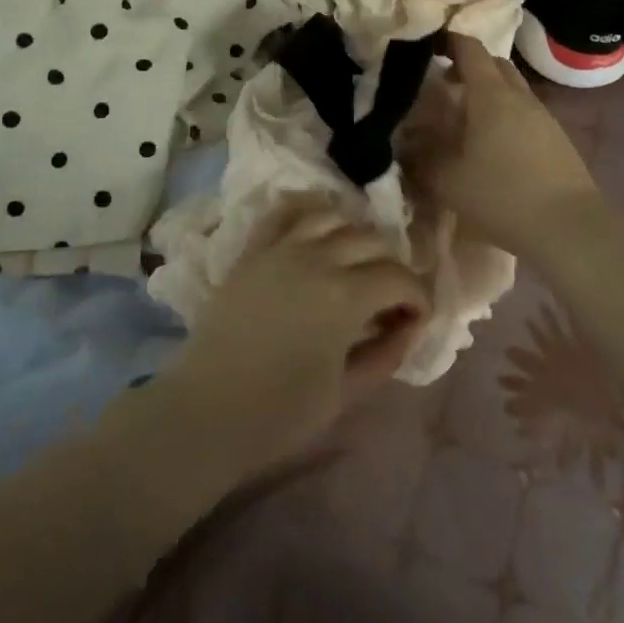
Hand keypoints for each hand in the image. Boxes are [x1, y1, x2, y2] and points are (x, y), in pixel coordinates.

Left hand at [158, 200, 428, 476]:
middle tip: (388, 299)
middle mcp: (318, 258)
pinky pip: (285, 211)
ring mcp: (281, 248)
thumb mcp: (347, 393)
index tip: (415, 320)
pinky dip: (308, 210)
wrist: (206, 412)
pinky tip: (319, 226)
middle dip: (391, 267)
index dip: (418, 298)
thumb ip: (386, 354)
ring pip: (333, 217)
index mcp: (346, 295)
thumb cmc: (280, 413)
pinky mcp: (253, 250)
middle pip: (372, 242)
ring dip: (354, 236)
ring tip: (354, 263)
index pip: (399, 278)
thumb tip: (408, 327)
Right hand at [403, 34, 603, 256]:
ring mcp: (544, 117)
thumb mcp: (449, 182)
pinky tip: (495, 145)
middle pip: (495, 64)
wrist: (569, 227)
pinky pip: (526, 113)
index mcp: (491, 95)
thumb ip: (422, 161)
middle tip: (446, 85)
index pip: (470, 49)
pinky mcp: (558, 139)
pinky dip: (507, 115)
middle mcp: (520, 97)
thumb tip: (405, 147)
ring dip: (490, 93)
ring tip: (467, 119)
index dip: (449, 41)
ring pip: (513, 89)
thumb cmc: (502, 196)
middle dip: (470, 66)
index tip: (429, 47)